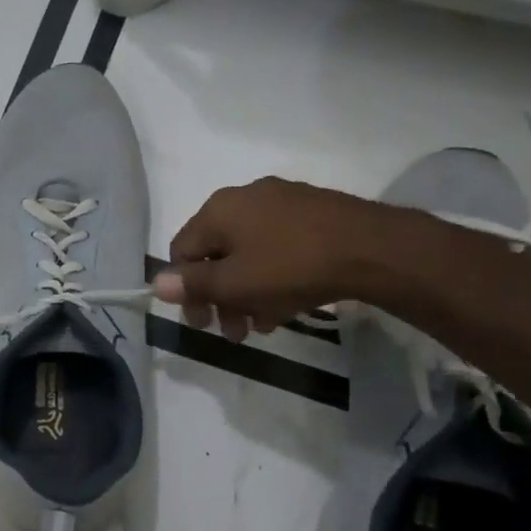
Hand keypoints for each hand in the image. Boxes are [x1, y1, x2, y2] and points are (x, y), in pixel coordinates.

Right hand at [151, 176, 384, 341]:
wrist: (373, 249)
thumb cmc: (291, 267)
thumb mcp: (234, 284)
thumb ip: (193, 284)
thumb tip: (156, 283)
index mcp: (218, 209)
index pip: (182, 251)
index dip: (186, 291)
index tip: (203, 323)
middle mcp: (245, 197)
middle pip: (217, 254)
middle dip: (221, 298)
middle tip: (235, 333)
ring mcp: (282, 202)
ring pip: (249, 254)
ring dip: (248, 293)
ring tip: (264, 324)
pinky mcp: (313, 212)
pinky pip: (278, 247)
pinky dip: (274, 277)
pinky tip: (288, 304)